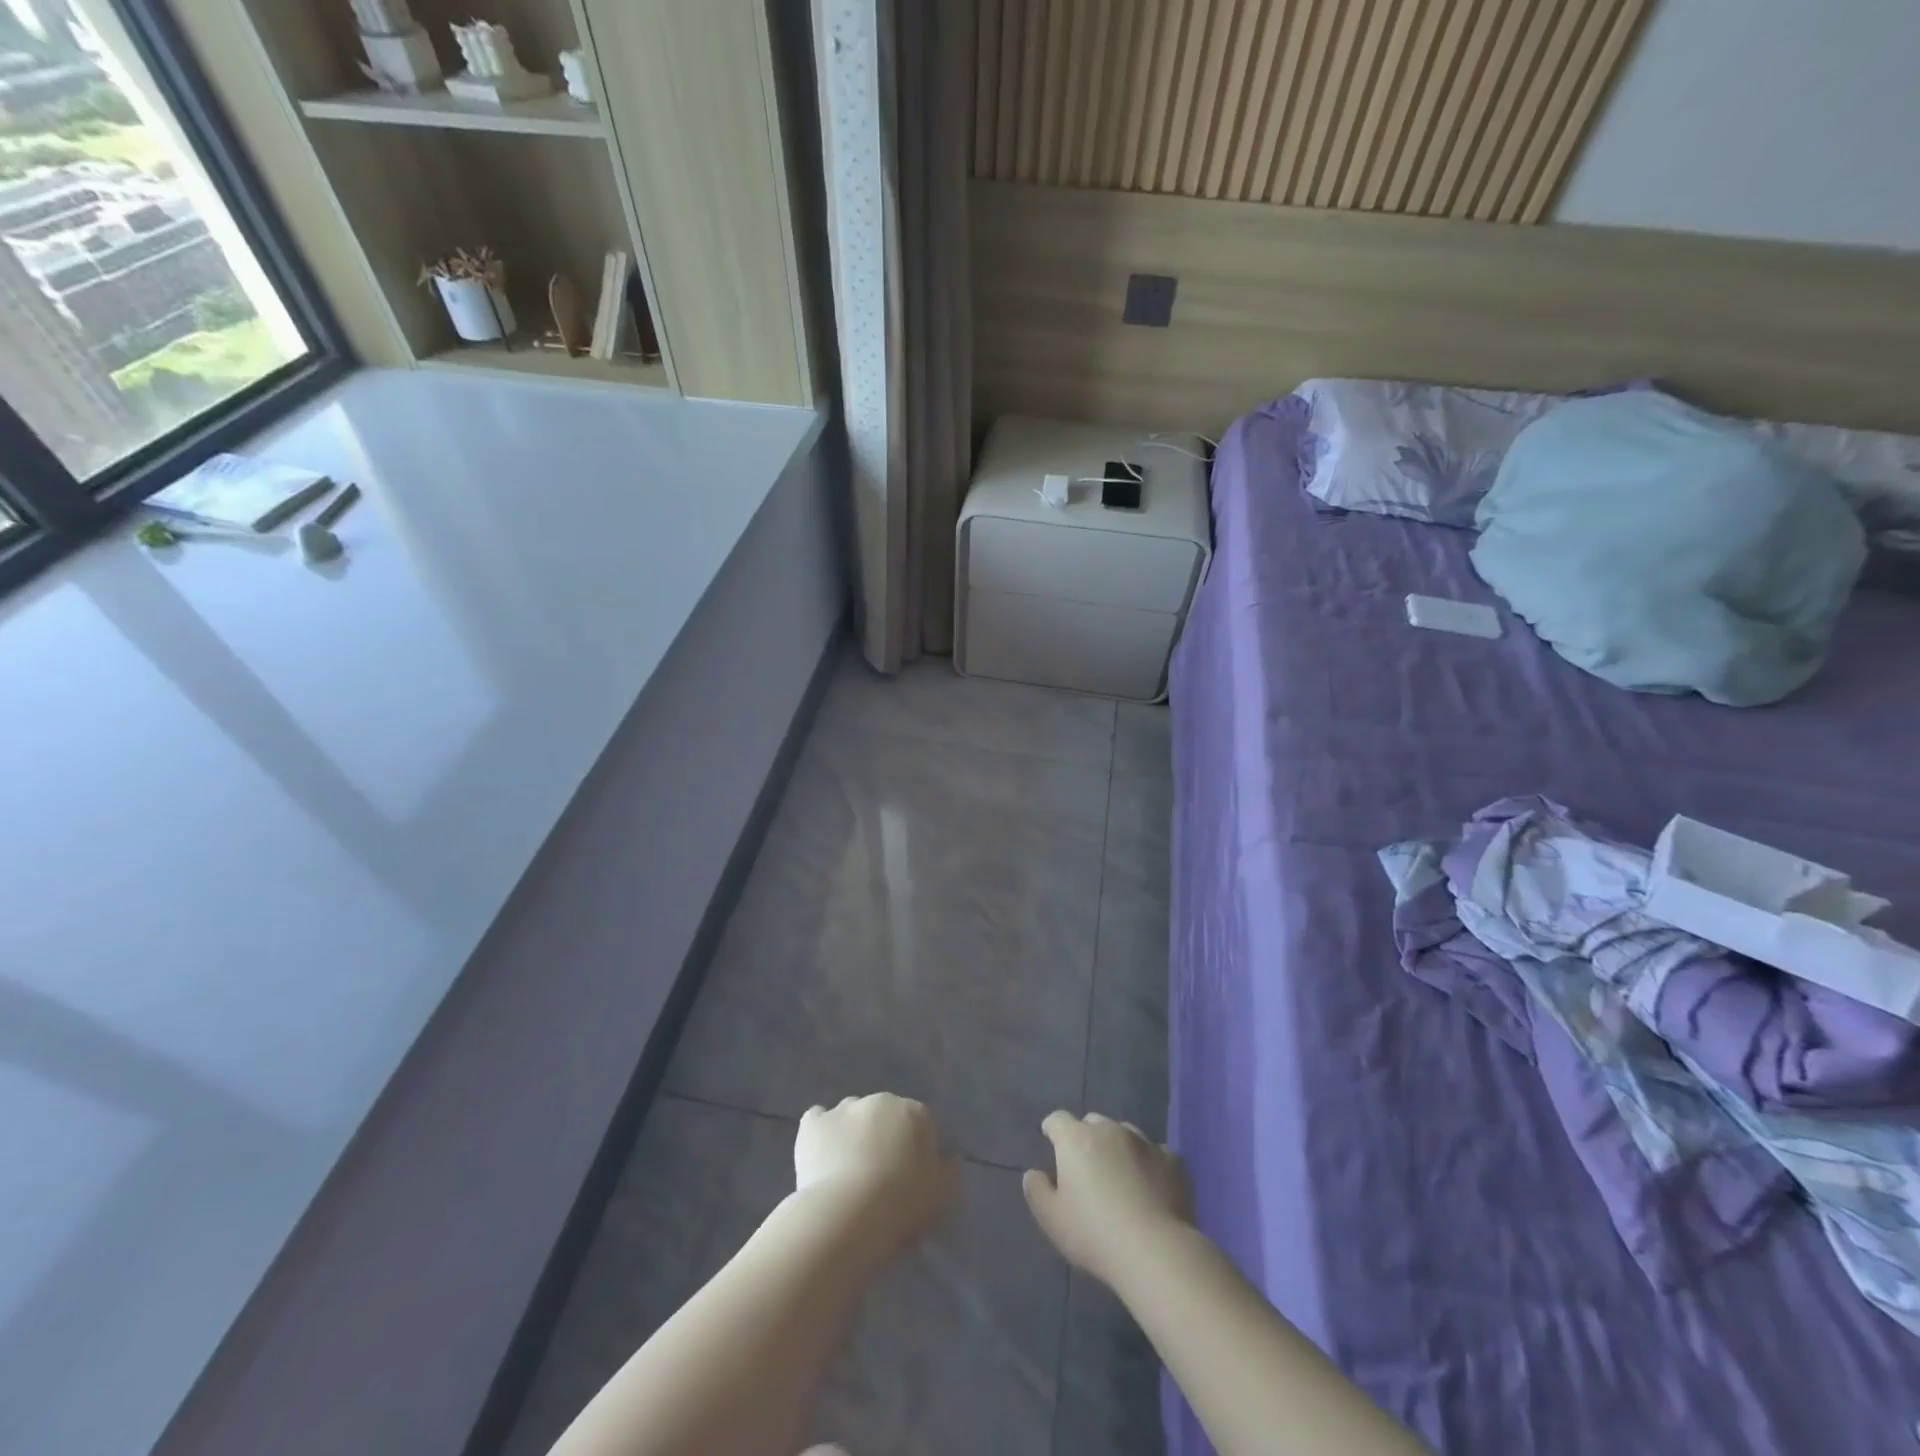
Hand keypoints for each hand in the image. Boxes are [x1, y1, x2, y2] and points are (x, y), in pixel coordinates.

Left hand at [794, 1094, 959, 1259]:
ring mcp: (845, 1108)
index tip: (908, 1181)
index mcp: (915, 1112)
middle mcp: (882, 1100)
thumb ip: (950, 1172)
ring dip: (852, 1135)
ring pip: (851, 1116)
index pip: (920, 1125)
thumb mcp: (945, 1196)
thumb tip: (949, 1159)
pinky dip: (820, 1134)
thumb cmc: (903, 1204)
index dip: (914, 1152)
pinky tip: (819, 1157)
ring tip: (846, 1174)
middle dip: (883, 1138)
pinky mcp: (814, 1123)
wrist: (850, 1214)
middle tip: (878, 1178)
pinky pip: (817, 1120)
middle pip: (885, 1117)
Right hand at [1023, 1111, 1193, 1286]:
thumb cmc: (1094, 1234)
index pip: (1057, 1120)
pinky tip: (1151, 1186)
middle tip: (1086, 1167)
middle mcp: (1109, 1130)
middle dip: (1086, 1137)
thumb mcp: (1052, 1220)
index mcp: (1076, 1139)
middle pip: (1092, 1122)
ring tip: (1120, 1176)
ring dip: (1118, 1147)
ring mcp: (1144, 1142)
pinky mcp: (1173, 1161)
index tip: (1051, 1143)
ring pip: (1124, 1133)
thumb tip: (1034, 1173)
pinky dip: (1149, 1163)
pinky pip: (1156, 1153)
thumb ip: (1037, 1191)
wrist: (1155, 1251)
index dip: (1052, 1130)